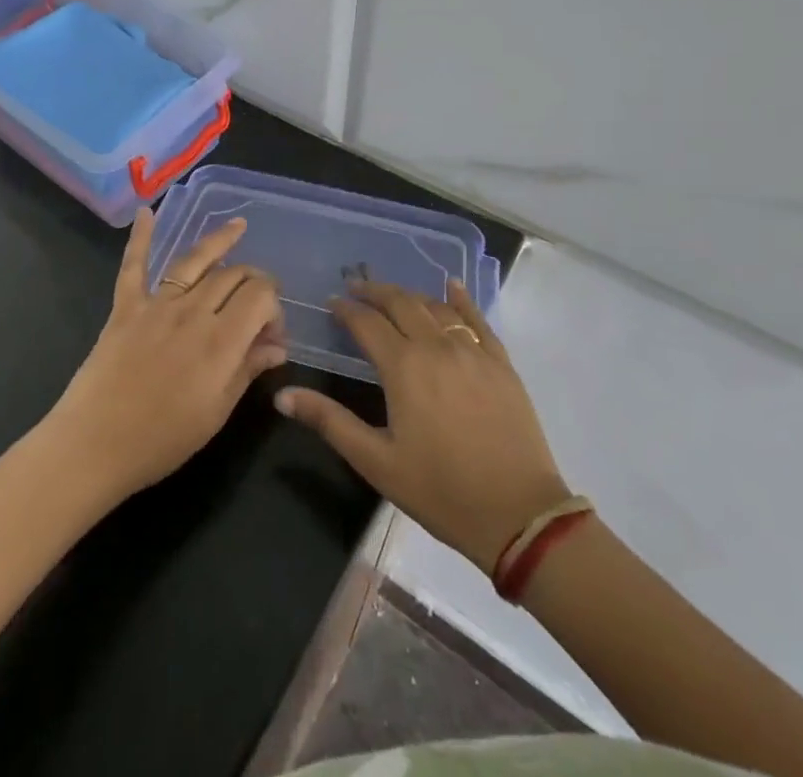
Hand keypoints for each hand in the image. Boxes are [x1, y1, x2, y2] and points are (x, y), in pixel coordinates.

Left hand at [46, 207, 286, 502]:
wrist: (94, 444)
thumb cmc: (162, 440)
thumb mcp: (216, 413)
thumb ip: (247, 371)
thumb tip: (277, 346)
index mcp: (221, 340)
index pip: (260, 296)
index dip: (274, 307)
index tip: (271, 334)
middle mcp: (192, 311)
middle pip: (232, 276)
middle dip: (253, 281)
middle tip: (258, 302)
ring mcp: (156, 304)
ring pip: (194, 261)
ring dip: (219, 241)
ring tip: (238, 226)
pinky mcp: (126, 306)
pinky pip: (135, 264)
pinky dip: (141, 236)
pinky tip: (146, 210)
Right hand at [276, 280, 567, 575]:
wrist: (521, 516)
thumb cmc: (441, 491)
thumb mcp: (376, 461)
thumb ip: (329, 422)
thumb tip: (281, 395)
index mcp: (404, 367)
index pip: (367, 323)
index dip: (346, 310)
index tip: (331, 302)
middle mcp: (437, 347)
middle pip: (401, 303)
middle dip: (374, 291)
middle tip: (356, 286)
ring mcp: (474, 352)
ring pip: (435, 307)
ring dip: (410, 295)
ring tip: (392, 295)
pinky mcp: (501, 364)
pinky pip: (478, 319)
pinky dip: (461, 299)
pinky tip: (451, 286)